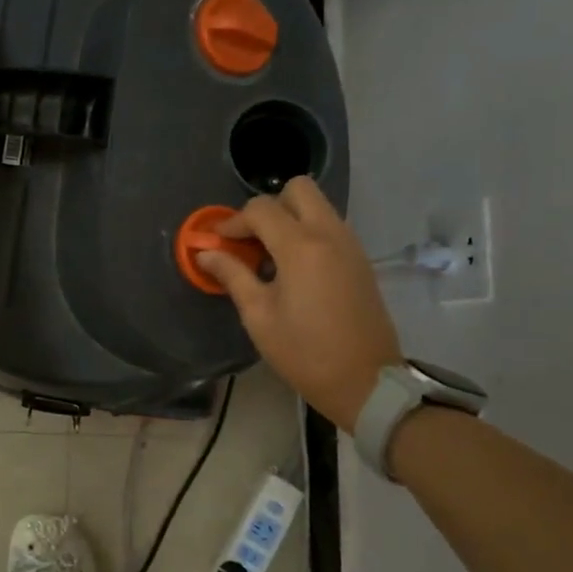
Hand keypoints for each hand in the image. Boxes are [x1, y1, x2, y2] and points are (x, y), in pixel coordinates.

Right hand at [195, 176, 401, 429]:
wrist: (366, 382)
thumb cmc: (305, 353)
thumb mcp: (259, 317)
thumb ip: (232, 276)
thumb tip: (206, 253)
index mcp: (301, 247)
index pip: (261, 209)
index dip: (233, 222)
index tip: (217, 242)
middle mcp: (330, 234)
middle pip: (298, 189)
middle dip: (269, 207)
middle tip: (251, 240)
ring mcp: (350, 245)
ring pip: (318, 206)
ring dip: (290, 219)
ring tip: (269, 256)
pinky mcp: (361, 260)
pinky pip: (330, 227)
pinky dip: (308, 233)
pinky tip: (293, 269)